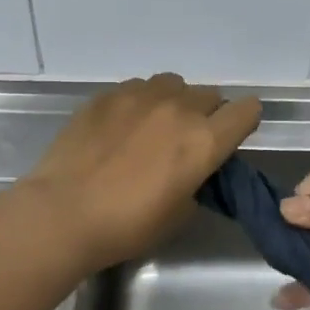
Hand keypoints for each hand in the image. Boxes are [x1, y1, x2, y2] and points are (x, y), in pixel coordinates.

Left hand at [24, 74, 261, 271]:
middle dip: (207, 115)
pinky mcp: (107, 95)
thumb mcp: (180, 212)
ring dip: (174, 102)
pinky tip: (121, 127)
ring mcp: (140, 96)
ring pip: (173, 84)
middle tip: (186, 142)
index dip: (243, 122)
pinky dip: (140, 102)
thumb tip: (193, 166)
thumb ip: (197, 179)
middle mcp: (178, 108)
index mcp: (204, 140)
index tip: (231, 137)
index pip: (246, 111)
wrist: (64, 212)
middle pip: (210, 95)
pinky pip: (137, 87)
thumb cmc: (127, 225)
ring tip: (153, 127)